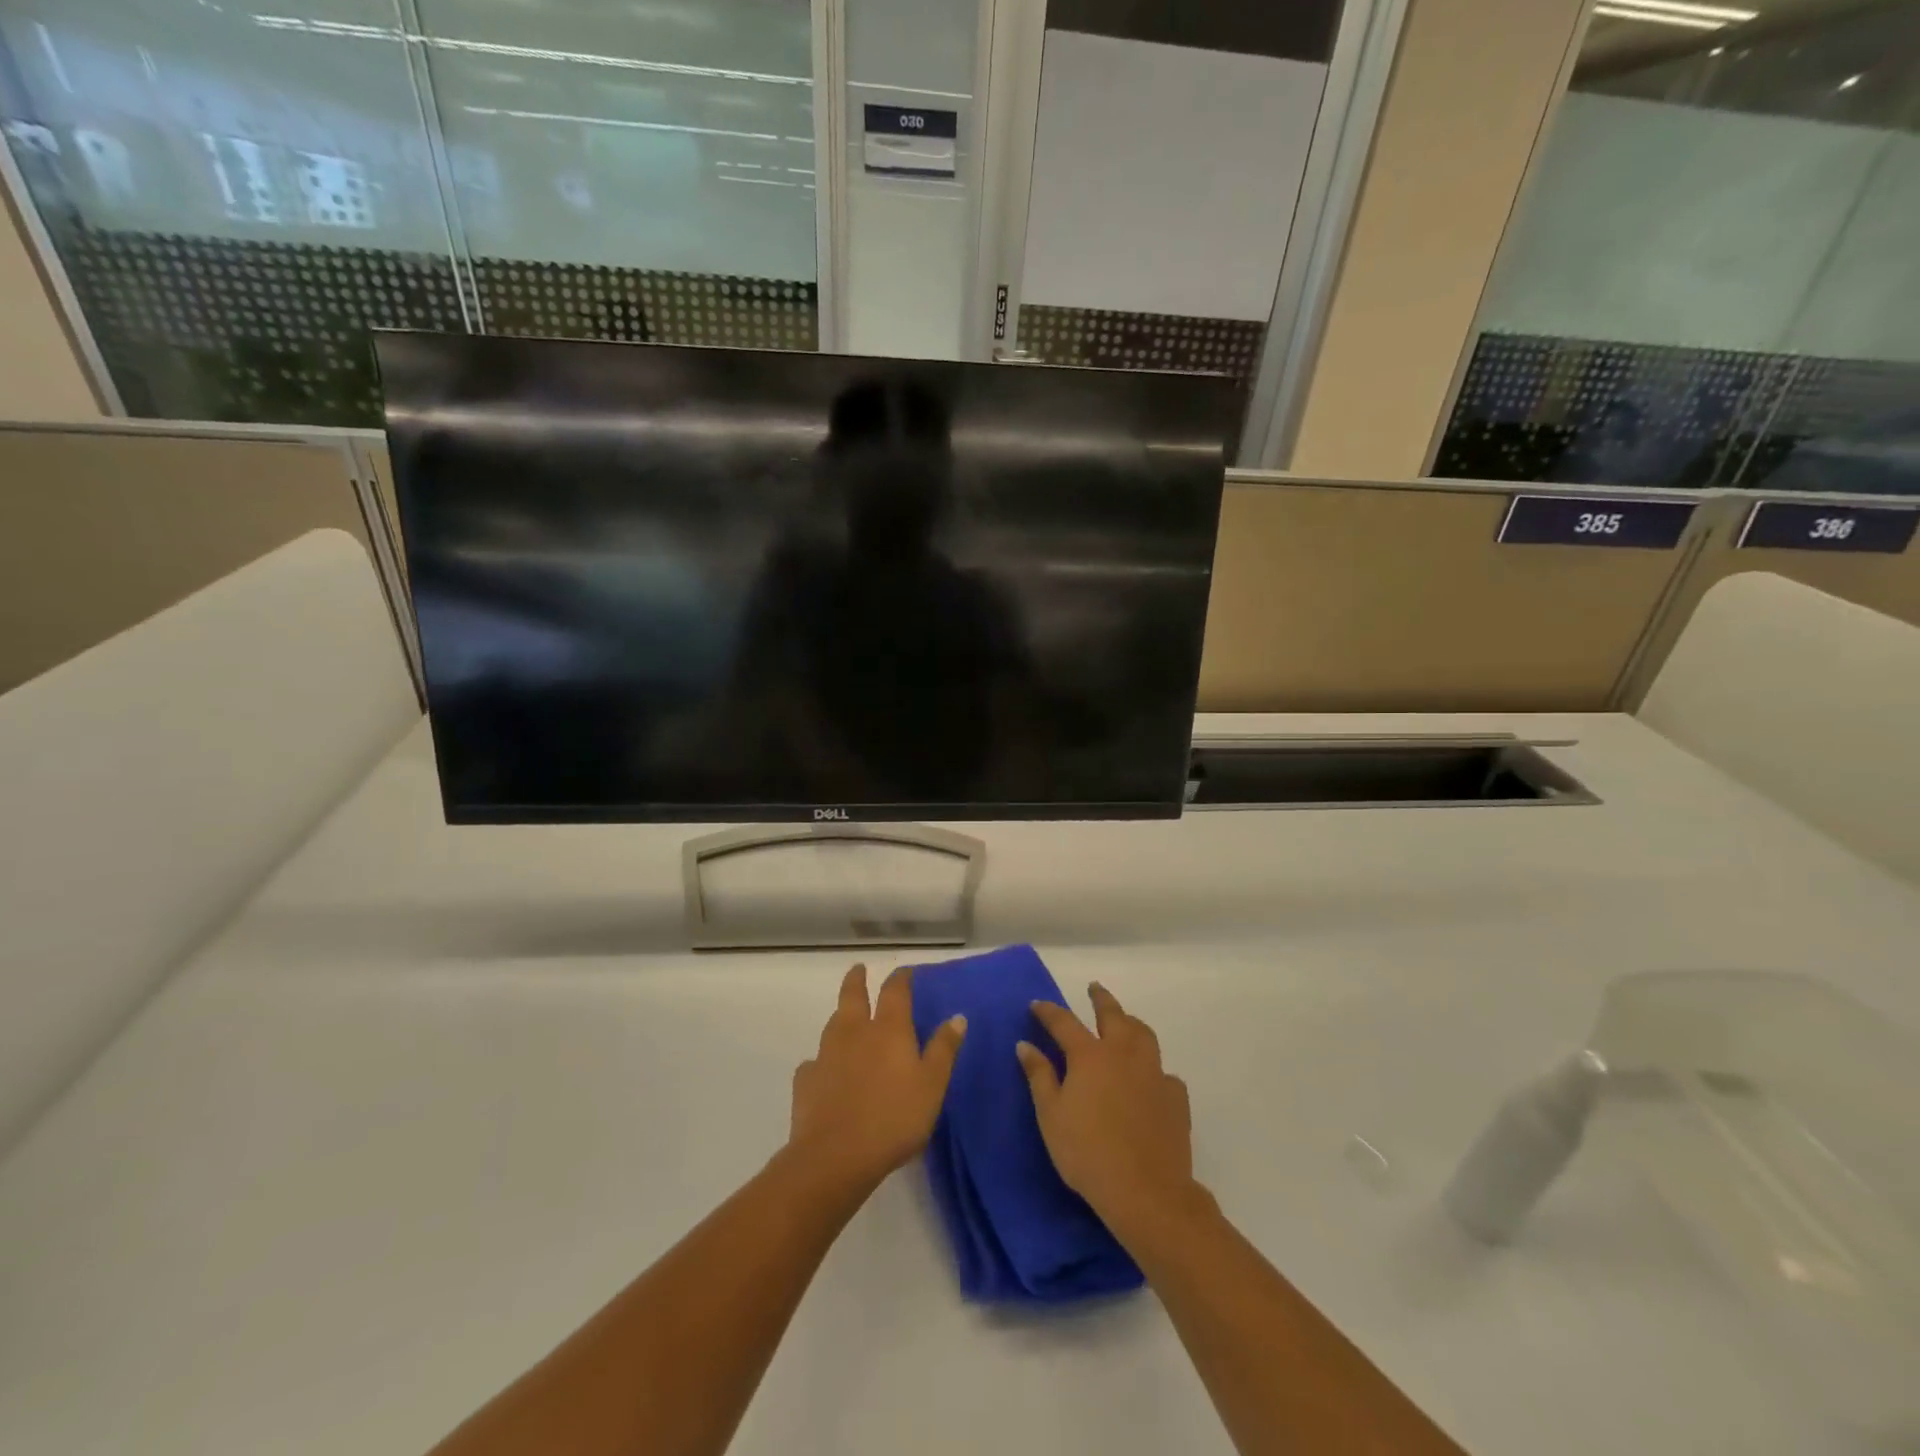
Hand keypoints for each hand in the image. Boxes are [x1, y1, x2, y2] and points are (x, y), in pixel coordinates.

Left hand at [788, 964, 966, 1195]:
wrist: (835, 1156)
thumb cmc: (894, 1118)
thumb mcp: (932, 1085)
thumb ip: (944, 1049)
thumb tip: (957, 1016)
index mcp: (888, 1030)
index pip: (895, 992)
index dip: (900, 979)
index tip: (904, 972)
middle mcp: (854, 1032)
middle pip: (853, 996)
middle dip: (857, 980)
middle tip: (858, 969)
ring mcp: (826, 1055)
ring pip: (832, 1024)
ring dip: (840, 1016)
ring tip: (845, 1016)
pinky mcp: (806, 1081)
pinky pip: (814, 1063)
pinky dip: (822, 1061)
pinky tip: (824, 1070)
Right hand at [1018, 984, 1198, 1229]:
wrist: (1146, 1191)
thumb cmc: (1087, 1153)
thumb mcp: (1051, 1116)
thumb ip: (1039, 1076)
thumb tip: (1025, 1045)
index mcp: (1090, 1056)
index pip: (1064, 1022)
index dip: (1049, 1012)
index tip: (1037, 1004)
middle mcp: (1123, 1054)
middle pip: (1113, 1015)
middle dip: (1101, 999)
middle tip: (1094, 988)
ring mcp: (1154, 1073)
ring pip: (1144, 1035)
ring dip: (1131, 1023)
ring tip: (1125, 1021)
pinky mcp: (1175, 1098)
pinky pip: (1164, 1072)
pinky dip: (1153, 1068)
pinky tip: (1150, 1079)